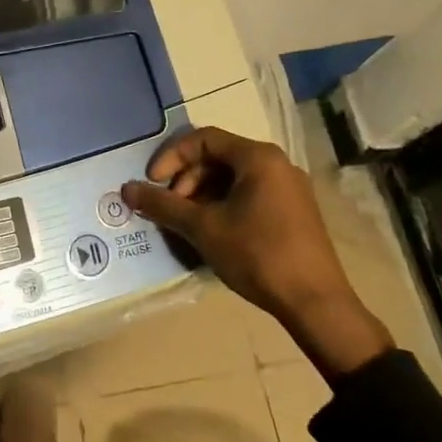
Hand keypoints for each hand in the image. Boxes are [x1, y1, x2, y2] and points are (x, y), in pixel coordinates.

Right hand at [121, 127, 392, 380]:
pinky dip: (223, 206)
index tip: (152, 183)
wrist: (315, 302)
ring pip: (233, 178)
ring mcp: (289, 188)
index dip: (171, 157)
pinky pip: (250, 195)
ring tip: (188, 225)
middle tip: (171, 209)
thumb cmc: (257, 255)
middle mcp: (277, 164)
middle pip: (218, 157)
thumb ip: (163, 205)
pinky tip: (213, 234)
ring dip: (202, 195)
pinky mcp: (294, 211)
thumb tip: (126, 189)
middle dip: (186, 180)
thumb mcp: (203, 228)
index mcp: (258, 158)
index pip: (203, 139)